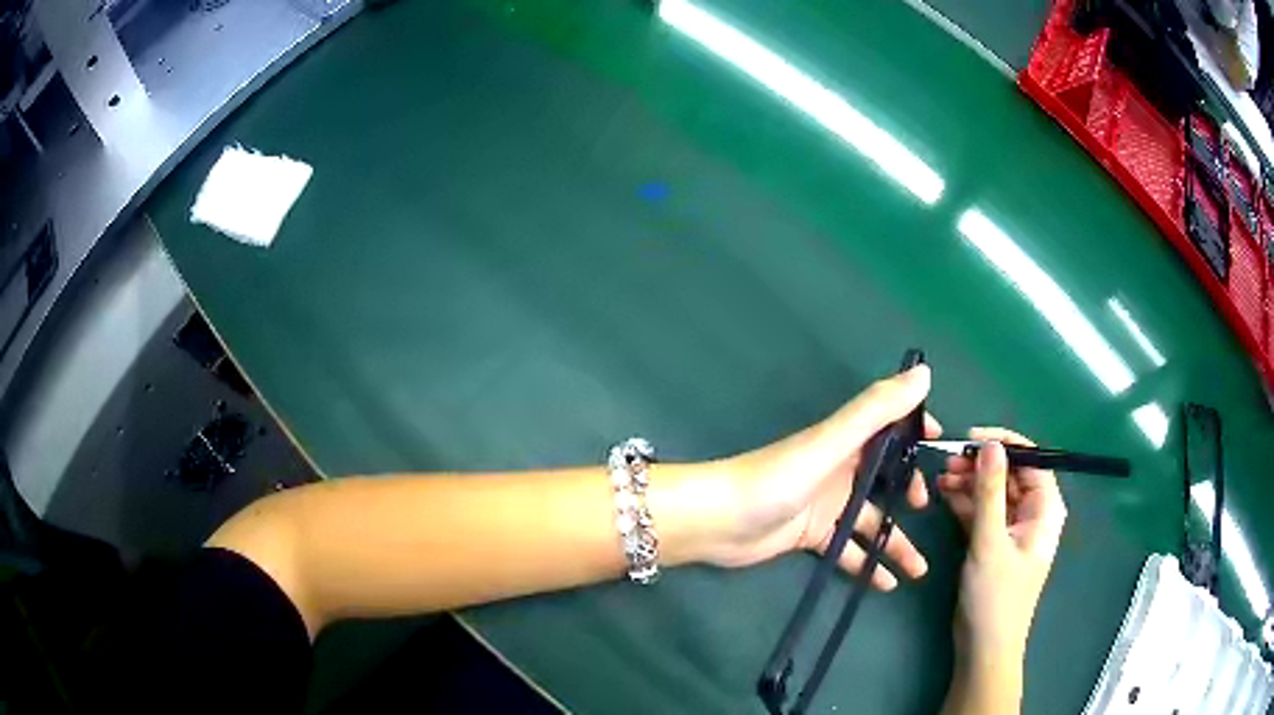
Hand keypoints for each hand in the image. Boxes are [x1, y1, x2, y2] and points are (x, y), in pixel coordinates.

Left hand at [703, 365, 939, 589]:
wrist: (717, 522)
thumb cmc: (775, 479)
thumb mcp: (830, 443)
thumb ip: (875, 410)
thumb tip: (923, 373)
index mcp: (845, 441)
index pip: (889, 426)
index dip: (916, 431)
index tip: (942, 444)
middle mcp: (839, 469)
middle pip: (886, 477)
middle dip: (910, 491)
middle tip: (925, 508)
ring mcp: (826, 505)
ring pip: (871, 521)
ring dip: (895, 542)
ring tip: (920, 569)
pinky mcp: (812, 536)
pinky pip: (849, 549)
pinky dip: (868, 564)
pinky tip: (886, 584)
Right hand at [937, 428, 1066, 662]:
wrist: (983, 648)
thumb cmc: (995, 596)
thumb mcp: (991, 542)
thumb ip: (990, 492)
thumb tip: (990, 445)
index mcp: (1044, 509)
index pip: (1032, 460)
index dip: (1004, 444)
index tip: (971, 437)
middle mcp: (1032, 514)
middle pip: (1010, 475)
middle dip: (981, 465)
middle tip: (948, 460)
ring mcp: (1012, 529)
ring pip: (993, 492)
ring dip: (970, 482)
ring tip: (941, 477)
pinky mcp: (994, 543)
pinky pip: (982, 512)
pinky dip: (965, 502)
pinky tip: (944, 494)